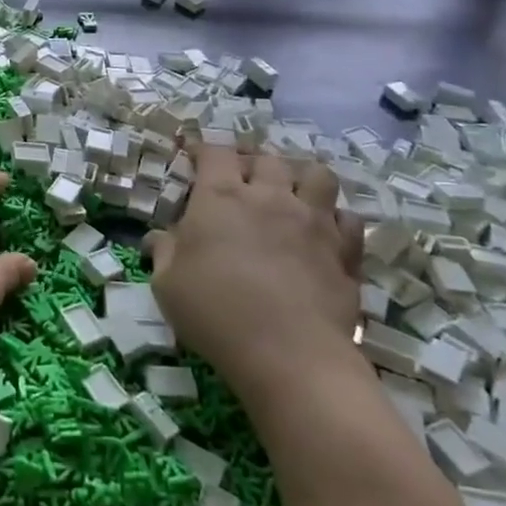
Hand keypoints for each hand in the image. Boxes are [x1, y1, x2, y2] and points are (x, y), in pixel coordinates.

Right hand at [149, 146, 365, 389]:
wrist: (290, 356)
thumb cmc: (216, 313)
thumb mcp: (167, 284)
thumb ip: (164, 252)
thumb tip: (158, 237)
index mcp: (221, 197)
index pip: (214, 152)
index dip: (202, 149)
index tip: (193, 156)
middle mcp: (269, 197)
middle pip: (266, 159)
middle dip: (252, 163)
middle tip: (242, 181)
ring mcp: (313, 221)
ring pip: (317, 175)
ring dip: (300, 178)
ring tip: (290, 195)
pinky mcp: (345, 250)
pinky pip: (348, 217)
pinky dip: (335, 218)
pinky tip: (323, 233)